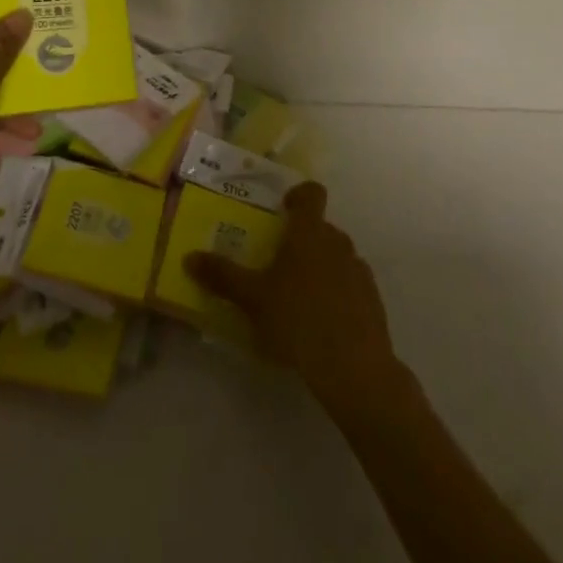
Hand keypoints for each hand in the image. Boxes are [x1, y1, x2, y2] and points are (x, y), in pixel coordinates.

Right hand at [185, 182, 407, 416]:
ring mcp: (359, 270)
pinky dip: (339, 293)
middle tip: (280, 264)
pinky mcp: (373, 300)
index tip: (284, 209)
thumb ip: (222, 276)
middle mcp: (338, 242)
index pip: (312, 193)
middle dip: (302, 240)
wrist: (354, 369)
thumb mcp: (252, 299)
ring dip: (321, 266)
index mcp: (309, 232)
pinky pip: (352, 284)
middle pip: (321, 228)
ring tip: (300, 297)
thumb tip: (189, 257)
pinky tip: (324, 323)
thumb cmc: (297, 321)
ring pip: (337, 256)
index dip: (299, 195)